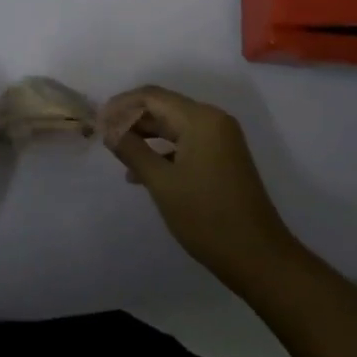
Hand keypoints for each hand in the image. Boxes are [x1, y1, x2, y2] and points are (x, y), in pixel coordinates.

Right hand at [102, 86, 300, 289]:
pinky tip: (142, 172)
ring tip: (118, 153)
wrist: (260, 260)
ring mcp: (220, 139)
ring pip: (173, 125)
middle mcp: (213, 120)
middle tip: (103, 135)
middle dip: (132, 119)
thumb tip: (107, 128)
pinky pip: (186, 142)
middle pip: (163, 107)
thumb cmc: (208, 219)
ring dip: (145, 135)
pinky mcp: (222, 157)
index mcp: (201, 119)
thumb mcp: (162, 184)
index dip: (121, 105)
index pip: (152, 97)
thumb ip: (132, 150)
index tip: (96, 120)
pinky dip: (163, 150)